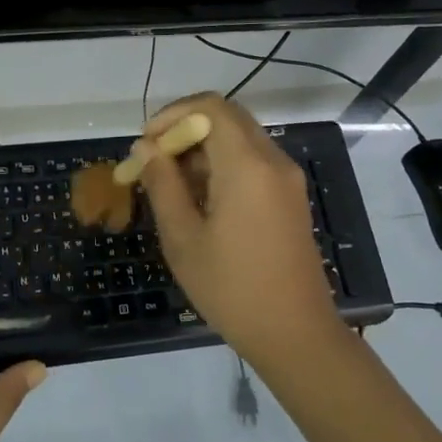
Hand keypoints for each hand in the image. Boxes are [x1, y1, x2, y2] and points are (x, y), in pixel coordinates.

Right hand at [137, 93, 341, 363]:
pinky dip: (222, 164)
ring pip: (239, 138)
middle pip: (226, 117)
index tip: (145, 144)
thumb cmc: (232, 289)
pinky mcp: (290, 197)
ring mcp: (286, 179)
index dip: (172, 115)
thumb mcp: (183, 238)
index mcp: (247, 165)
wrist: (296, 334)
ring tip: (169, 184)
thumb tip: (146, 148)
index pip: (210, 107)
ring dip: (202, 148)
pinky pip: (252, 161)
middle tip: (153, 161)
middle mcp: (273, 160)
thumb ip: (162, 185)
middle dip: (184, 129)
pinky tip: (199, 199)